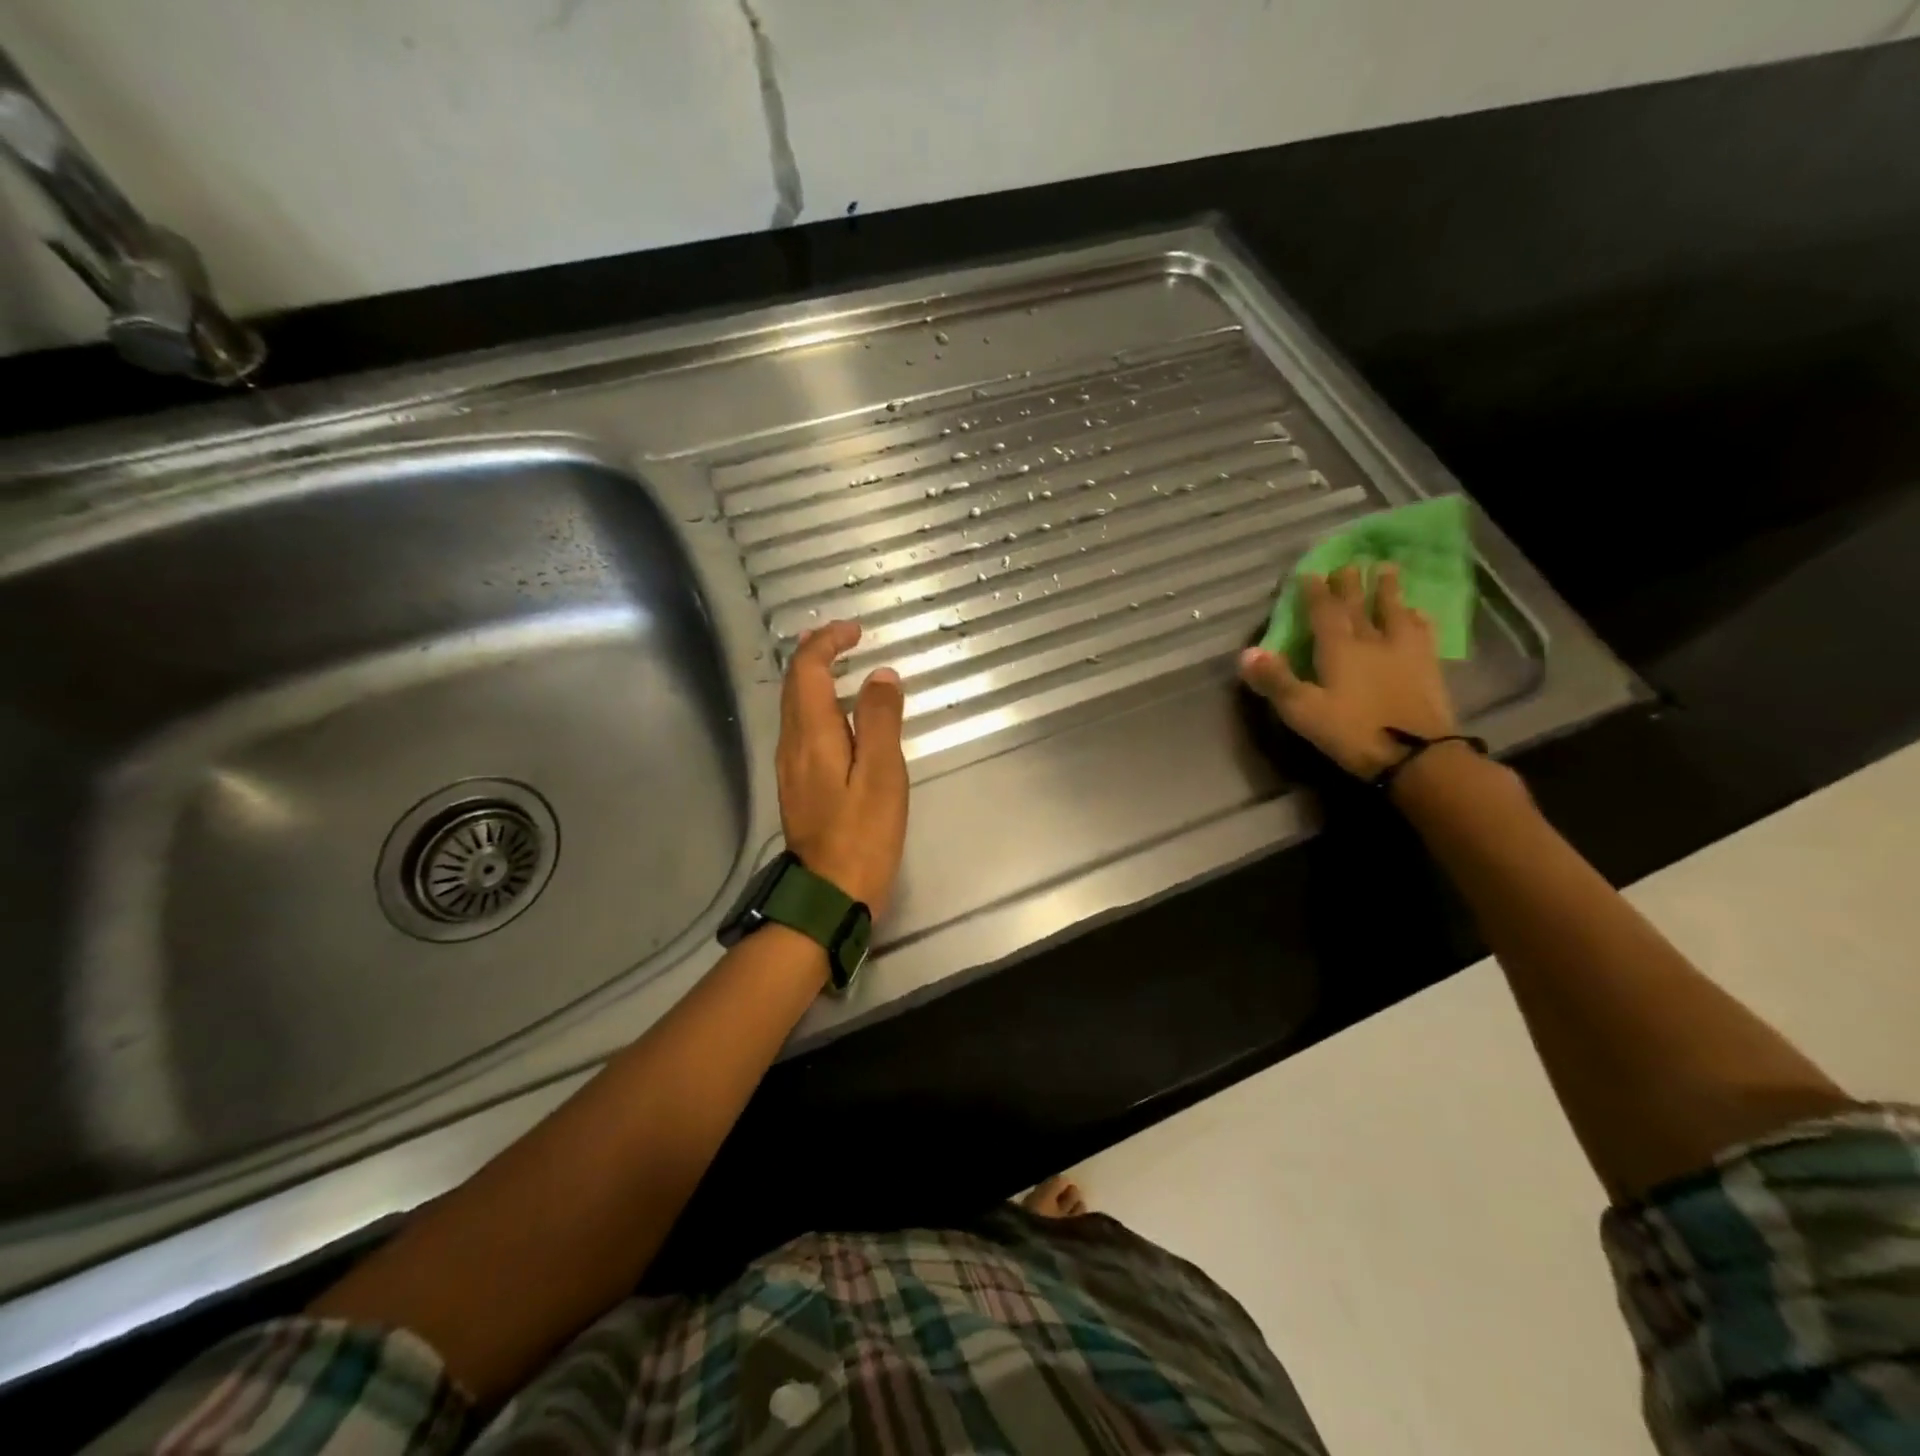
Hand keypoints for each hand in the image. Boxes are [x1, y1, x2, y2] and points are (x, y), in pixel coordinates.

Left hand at [776, 620, 908, 914]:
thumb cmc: (861, 835)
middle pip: (794, 684)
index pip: (807, 670)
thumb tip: (882, 676)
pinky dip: (819, 705)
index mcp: (812, 735)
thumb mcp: (882, 775)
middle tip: (845, 637)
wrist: (828, 894)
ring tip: (842, 665)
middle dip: (816, 653)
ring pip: (795, 706)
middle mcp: (792, 744)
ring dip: (815, 677)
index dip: (827, 642)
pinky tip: (840, 715)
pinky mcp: (799, 785)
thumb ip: (881, 721)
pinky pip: (803, 728)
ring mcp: (791, 766)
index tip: (856, 631)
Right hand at [1238, 564, 1457, 779]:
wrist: (1416, 754)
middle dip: (1350, 583)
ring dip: (1388, 590)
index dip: (1315, 592)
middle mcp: (1371, 641)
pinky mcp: (1428, 667)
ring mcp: (1403, 652)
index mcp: (1338, 649)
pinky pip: (1422, 632)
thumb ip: (1275, 680)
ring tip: (1386, 569)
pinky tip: (1417, 613)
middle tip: (1348, 563)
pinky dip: (1417, 618)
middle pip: (1358, 605)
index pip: (1324, 612)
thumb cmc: (1351, 732)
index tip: (1309, 572)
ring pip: (1394, 611)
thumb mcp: (1303, 710)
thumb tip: (1246, 652)